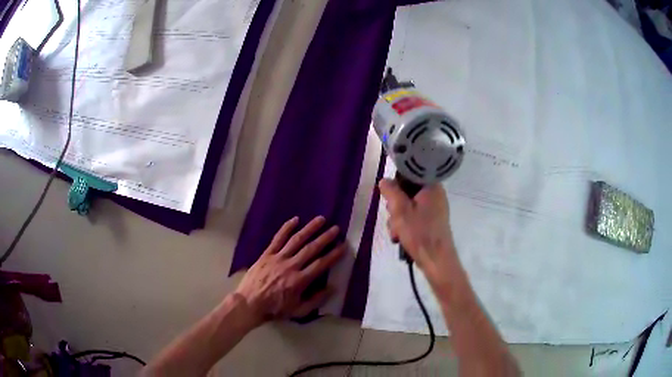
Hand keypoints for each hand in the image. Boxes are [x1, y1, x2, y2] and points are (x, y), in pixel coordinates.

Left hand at [235, 216, 343, 323]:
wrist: (249, 303)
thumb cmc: (275, 309)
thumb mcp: (298, 311)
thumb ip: (316, 300)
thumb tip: (332, 288)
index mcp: (299, 281)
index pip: (321, 264)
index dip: (333, 255)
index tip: (343, 246)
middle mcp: (290, 266)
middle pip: (311, 249)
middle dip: (325, 238)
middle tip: (336, 229)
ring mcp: (278, 258)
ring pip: (296, 240)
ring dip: (309, 229)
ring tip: (321, 219)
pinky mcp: (267, 254)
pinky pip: (277, 239)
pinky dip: (286, 228)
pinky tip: (295, 219)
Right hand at [379, 179, 457, 282]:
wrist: (436, 259)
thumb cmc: (419, 232)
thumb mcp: (400, 209)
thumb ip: (390, 191)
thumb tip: (384, 180)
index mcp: (431, 186)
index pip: (410, 174)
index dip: (396, 184)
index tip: (389, 196)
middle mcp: (435, 194)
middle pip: (407, 192)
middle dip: (395, 207)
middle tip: (394, 218)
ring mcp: (434, 209)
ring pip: (408, 206)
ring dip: (398, 219)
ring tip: (396, 233)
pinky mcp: (432, 222)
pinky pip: (414, 217)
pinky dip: (405, 225)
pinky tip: (400, 237)